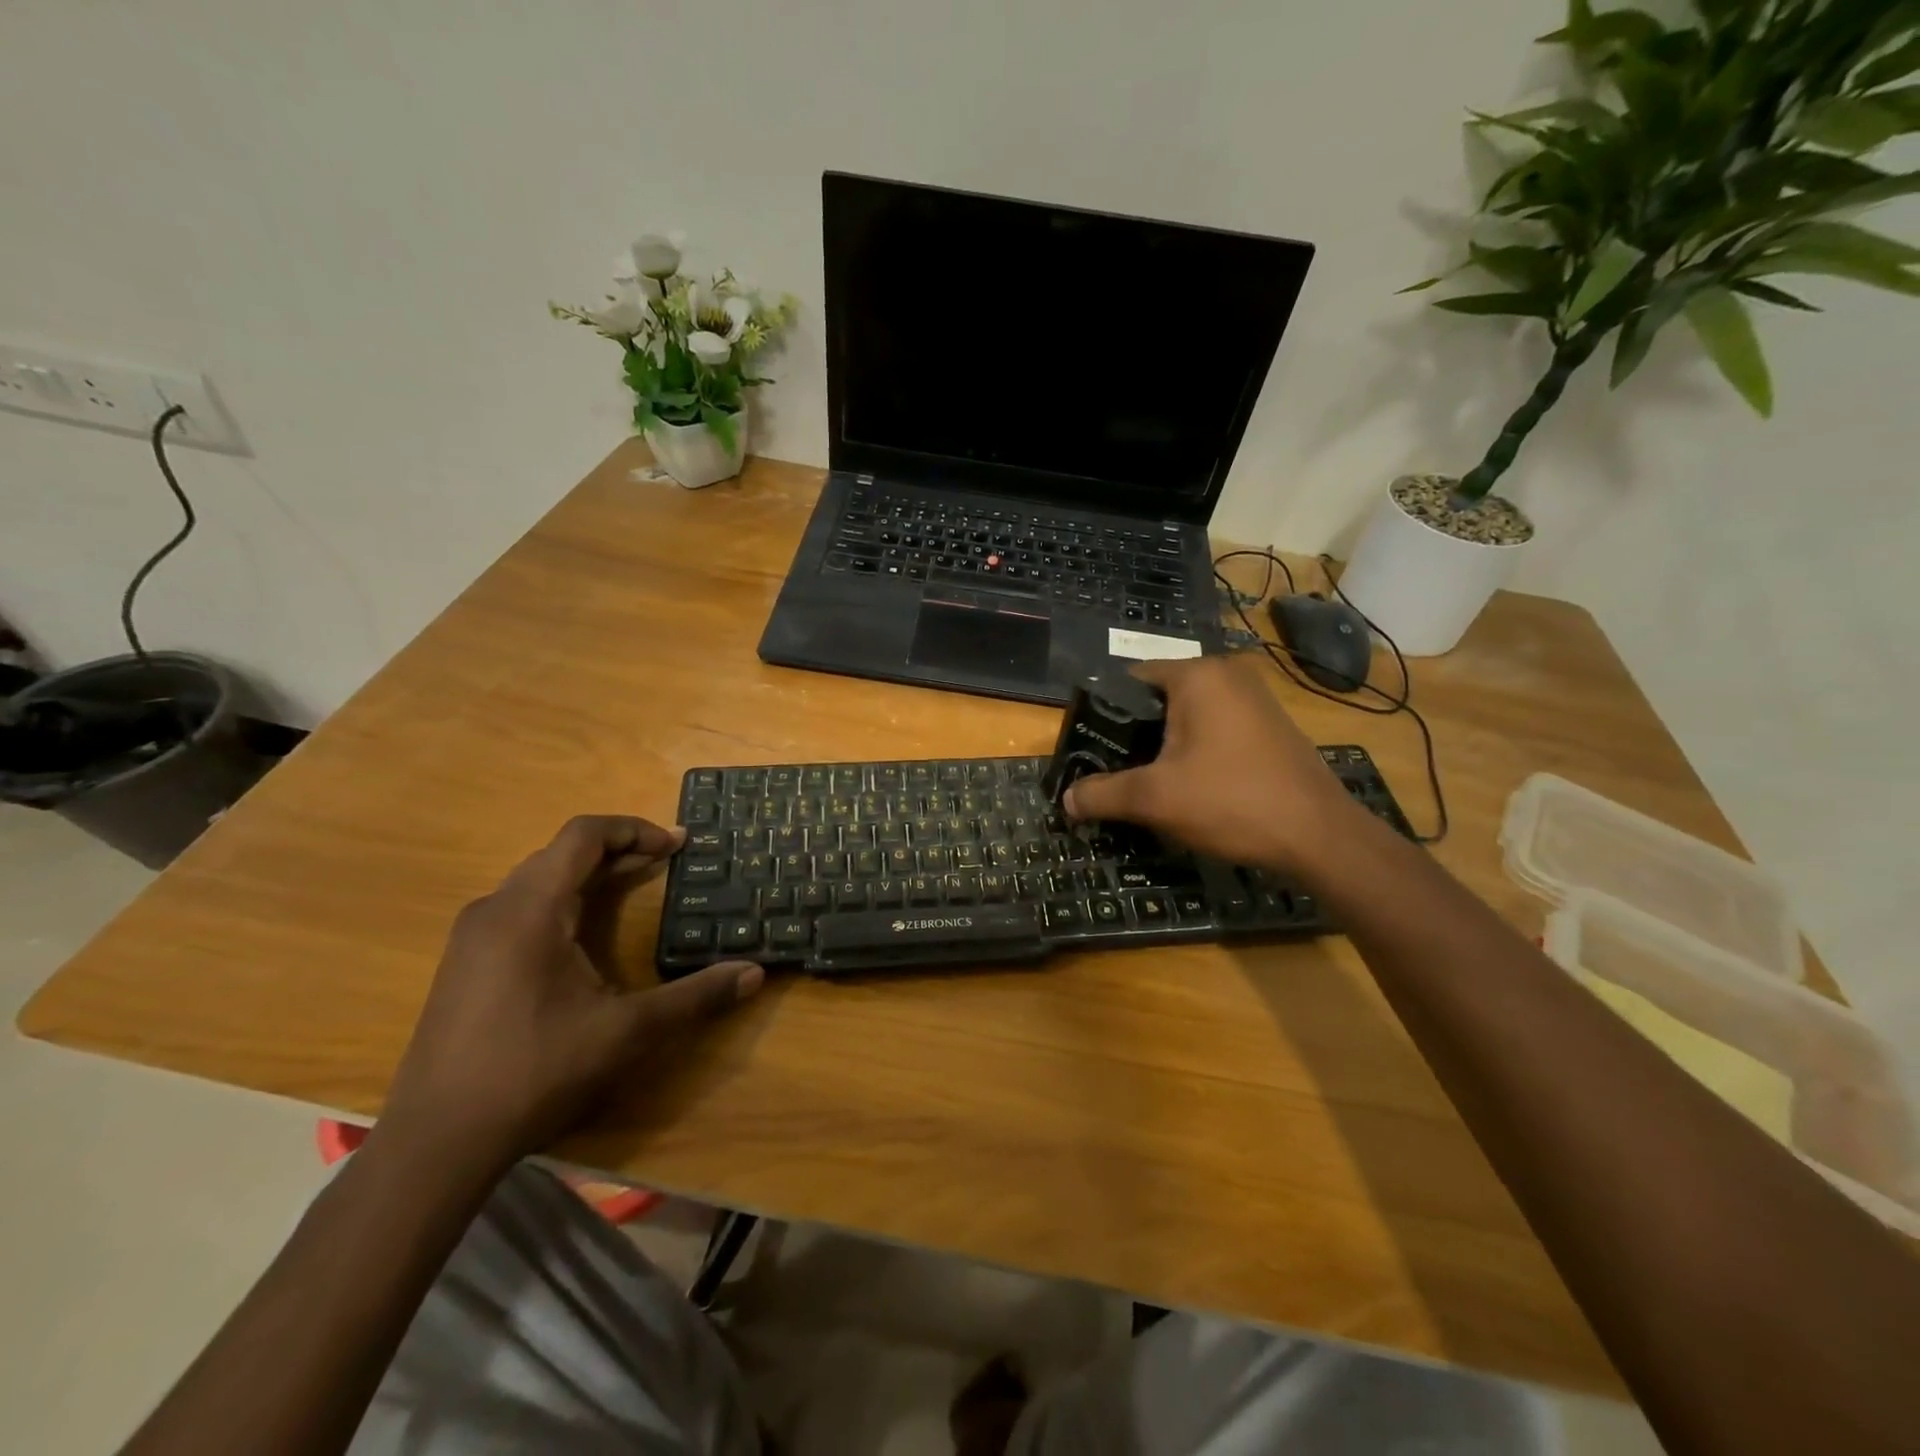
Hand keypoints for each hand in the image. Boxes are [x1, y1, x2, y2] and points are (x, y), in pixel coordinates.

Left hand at [382, 816, 761, 1171]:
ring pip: (538, 880)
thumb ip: (694, 997)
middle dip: (619, 851)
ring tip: (634, 887)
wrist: (436, 1142)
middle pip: (561, 853)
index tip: (677, 845)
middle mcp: (495, 909)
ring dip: (590, 875)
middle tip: (666, 864)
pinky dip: (564, 900)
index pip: (583, 835)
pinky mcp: (464, 964)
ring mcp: (472, 937)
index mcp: (530, 910)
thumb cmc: (534, 1071)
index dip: (635, 830)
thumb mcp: (626, 1032)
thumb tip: (754, 973)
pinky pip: (521, 907)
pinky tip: (585, 936)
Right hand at [1063, 656, 1358, 873]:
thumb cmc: (1231, 801)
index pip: (1130, 680)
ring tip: (1145, 782)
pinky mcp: (1270, 726)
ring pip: (1188, 717)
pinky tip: (1188, 786)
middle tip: (1113, 771)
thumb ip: (1103, 793)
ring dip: (1164, 746)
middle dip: (1134, 735)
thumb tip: (1066, 800)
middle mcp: (1227, 676)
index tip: (1090, 749)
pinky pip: (1215, 730)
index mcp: (1197, 676)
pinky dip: (1194, 751)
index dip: (1103, 715)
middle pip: (1159, 699)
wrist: (1320, 836)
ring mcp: (1254, 700)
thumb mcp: (1155, 798)